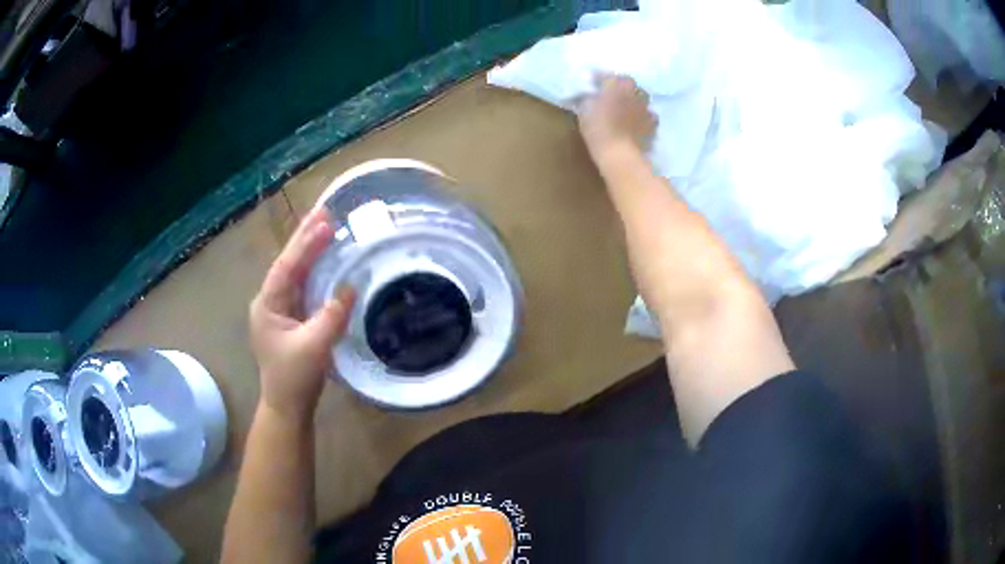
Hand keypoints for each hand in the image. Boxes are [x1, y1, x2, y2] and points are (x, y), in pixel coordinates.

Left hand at [249, 207, 354, 420]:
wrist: (287, 406)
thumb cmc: (294, 378)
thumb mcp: (313, 348)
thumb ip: (330, 317)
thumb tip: (350, 288)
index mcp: (267, 305)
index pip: (286, 267)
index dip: (305, 244)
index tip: (325, 222)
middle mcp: (271, 301)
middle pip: (288, 263)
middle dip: (305, 237)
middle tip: (324, 210)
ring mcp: (280, 309)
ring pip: (296, 273)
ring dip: (310, 249)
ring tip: (326, 225)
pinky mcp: (292, 318)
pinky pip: (304, 286)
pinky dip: (315, 270)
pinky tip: (326, 259)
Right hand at [577, 75, 656, 156]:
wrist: (621, 155)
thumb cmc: (598, 130)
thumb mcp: (585, 112)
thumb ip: (588, 100)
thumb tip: (588, 96)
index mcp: (617, 86)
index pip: (609, 76)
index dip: (601, 78)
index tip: (594, 82)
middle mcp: (635, 93)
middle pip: (629, 85)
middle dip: (621, 88)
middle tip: (612, 95)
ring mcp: (646, 110)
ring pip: (641, 100)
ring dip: (634, 103)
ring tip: (626, 110)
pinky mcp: (653, 126)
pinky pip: (648, 118)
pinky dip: (642, 119)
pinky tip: (636, 125)